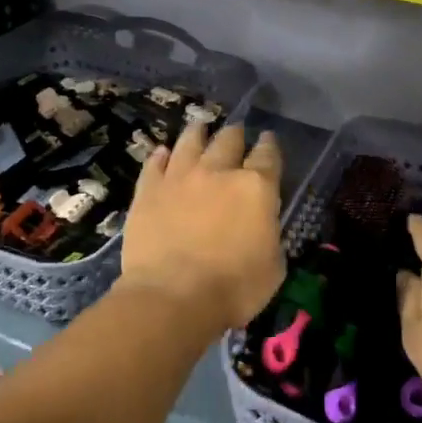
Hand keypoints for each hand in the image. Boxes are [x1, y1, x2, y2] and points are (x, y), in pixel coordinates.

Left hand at [118, 123, 284, 332]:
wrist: (172, 296)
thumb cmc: (233, 288)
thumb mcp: (273, 266)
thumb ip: (268, 233)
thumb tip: (260, 223)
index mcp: (255, 188)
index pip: (268, 156)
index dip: (269, 146)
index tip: (267, 139)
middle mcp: (218, 172)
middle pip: (228, 140)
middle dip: (235, 134)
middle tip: (236, 133)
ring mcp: (179, 177)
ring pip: (190, 141)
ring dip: (198, 132)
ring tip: (200, 126)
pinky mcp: (148, 190)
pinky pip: (155, 163)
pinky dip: (161, 156)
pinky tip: (163, 152)